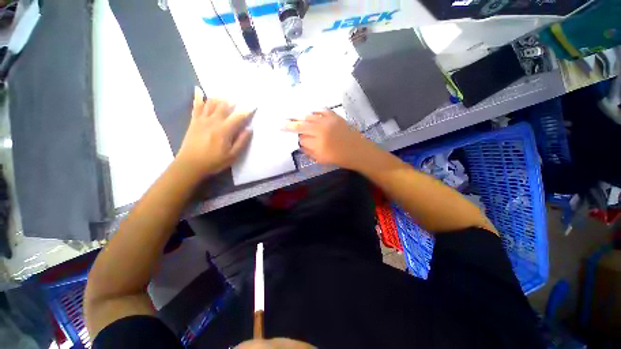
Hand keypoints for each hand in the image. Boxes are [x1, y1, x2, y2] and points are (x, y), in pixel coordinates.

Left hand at [176, 88, 252, 177]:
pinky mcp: (194, 121)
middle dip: (232, 102)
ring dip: (219, 98)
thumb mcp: (232, 155)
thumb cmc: (214, 161)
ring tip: (225, 97)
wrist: (190, 164)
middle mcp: (213, 121)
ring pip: (210, 103)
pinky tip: (198, 90)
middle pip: (224, 106)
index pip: (238, 117)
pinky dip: (198, 97)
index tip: (253, 106)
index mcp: (224, 130)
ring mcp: (202, 120)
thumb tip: (249, 129)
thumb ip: (241, 141)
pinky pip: (196, 107)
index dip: (247, 111)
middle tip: (238, 99)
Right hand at [283, 109, 377, 170]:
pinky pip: (322, 110)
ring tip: (293, 115)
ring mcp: (328, 121)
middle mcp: (321, 129)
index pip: (301, 137)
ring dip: (300, 116)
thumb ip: (309, 151)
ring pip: (310, 116)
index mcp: (317, 142)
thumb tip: (300, 142)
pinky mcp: (335, 116)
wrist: (358, 150)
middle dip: (291, 123)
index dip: (294, 136)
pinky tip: (311, 111)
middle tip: (282, 121)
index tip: (288, 134)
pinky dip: (315, 110)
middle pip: (302, 124)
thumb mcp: (321, 159)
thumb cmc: (339, 158)